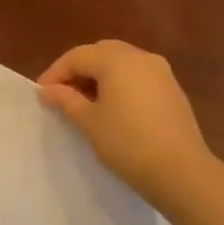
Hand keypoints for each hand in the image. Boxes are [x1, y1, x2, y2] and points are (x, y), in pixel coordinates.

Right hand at [38, 40, 215, 206]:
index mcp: (117, 59)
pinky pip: (138, 77)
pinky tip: (113, 109)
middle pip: (101, 53)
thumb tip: (48, 90)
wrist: (181, 171)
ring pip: (121, 64)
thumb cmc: (127, 142)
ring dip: (100, 77)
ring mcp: (161, 71)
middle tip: (62, 95)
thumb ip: (66, 100)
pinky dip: (120, 85)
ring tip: (85, 103)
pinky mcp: (172, 89)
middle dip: (78, 70)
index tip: (42, 95)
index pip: (77, 56)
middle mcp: (140, 56)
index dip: (56, 73)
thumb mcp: (89, 122)